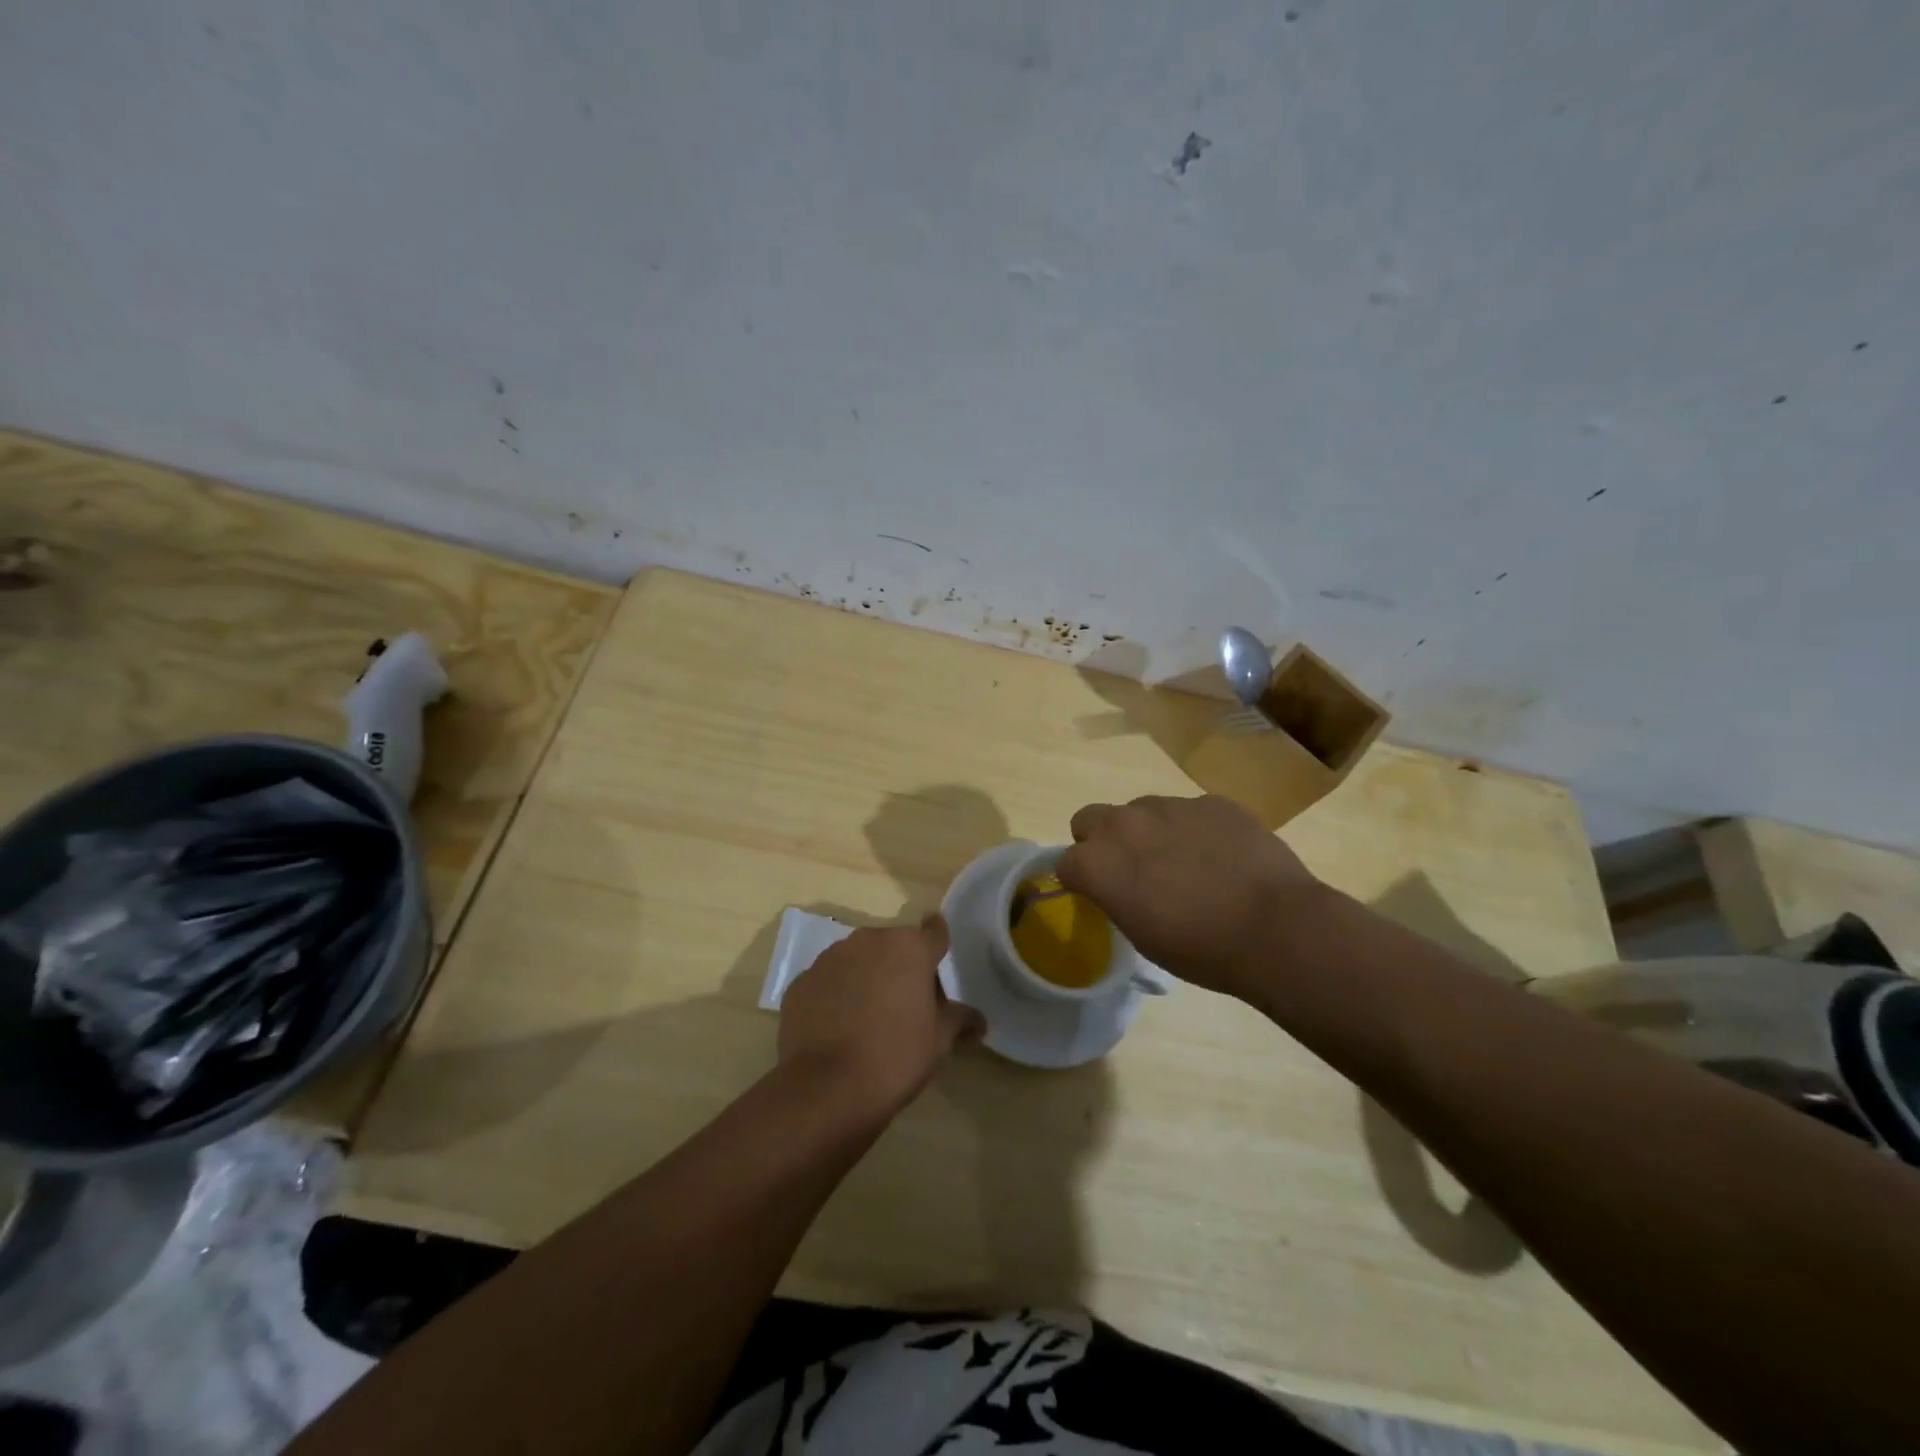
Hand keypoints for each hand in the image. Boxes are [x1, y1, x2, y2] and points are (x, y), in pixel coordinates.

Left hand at [778, 915, 982, 1115]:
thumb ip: (959, 1020)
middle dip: (900, 967)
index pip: (934, 931)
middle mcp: (869, 940)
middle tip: (906, 1004)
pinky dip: (835, 996)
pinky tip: (837, 1028)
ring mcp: (830, 958)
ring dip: (866, 977)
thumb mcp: (939, 1041)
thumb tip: (979, 1021)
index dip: (937, 944)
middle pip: (893, 946)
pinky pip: (828, 981)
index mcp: (909, 947)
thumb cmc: (896, 1056)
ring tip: (868, 1018)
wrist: (827, 1089)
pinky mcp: (801, 981)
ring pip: (857, 960)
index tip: (938, 958)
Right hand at [1055, 794, 1322, 1001]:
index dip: (1081, 879)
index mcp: (1098, 862)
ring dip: (1149, 832)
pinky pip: (1189, 811)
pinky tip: (1222, 857)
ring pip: (1141, 811)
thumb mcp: (1140, 935)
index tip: (1100, 895)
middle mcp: (1125, 823)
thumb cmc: (1201, 949)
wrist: (1275, 928)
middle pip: (1090, 818)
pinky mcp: (1211, 801)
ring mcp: (1170, 806)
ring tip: (1186, 864)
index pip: (1065, 862)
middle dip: (1102, 840)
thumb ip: (1116, 896)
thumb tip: (1122, 884)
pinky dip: (1194, 829)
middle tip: (1132, 870)